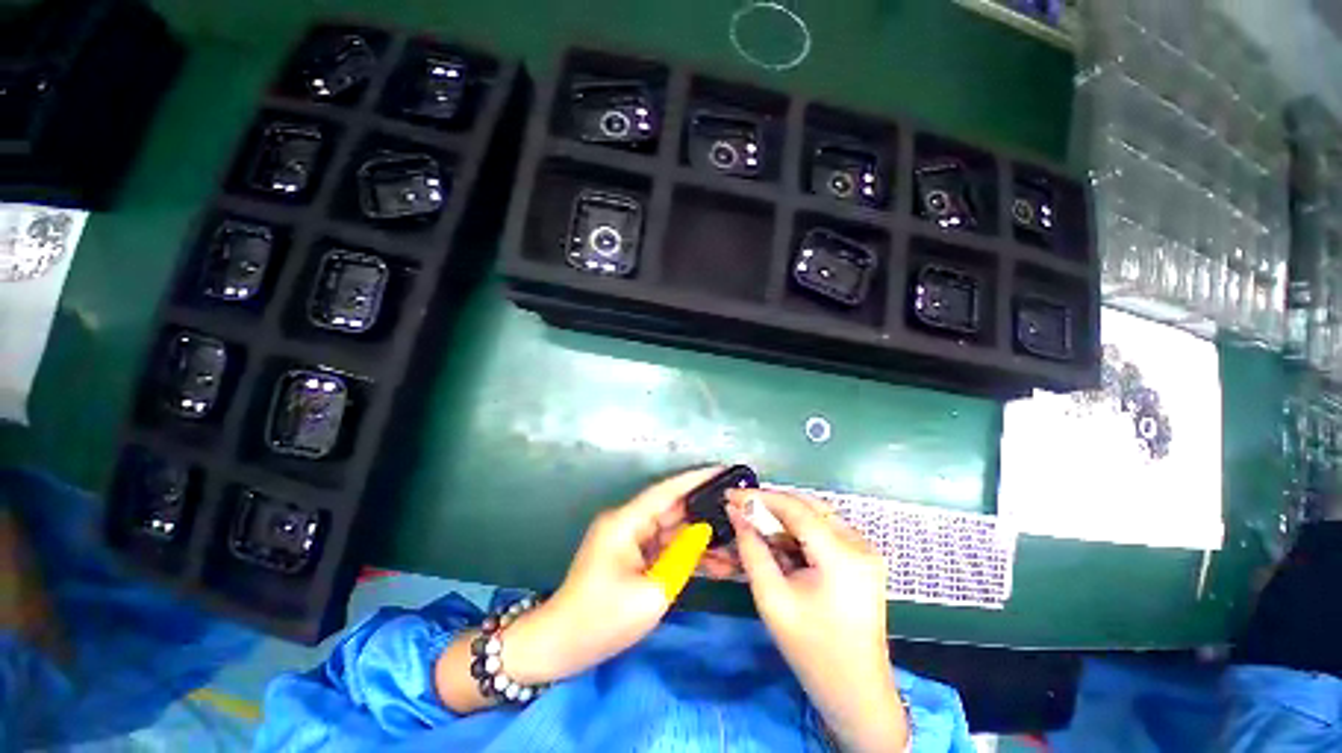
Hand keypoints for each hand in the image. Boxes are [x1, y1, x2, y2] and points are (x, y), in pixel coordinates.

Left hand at [438, 467, 729, 710]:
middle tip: (737, 505)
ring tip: (735, 536)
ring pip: (671, 530)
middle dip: (704, 508)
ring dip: (699, 536)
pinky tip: (715, 560)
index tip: (722, 470)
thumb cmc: (602, 620)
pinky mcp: (631, 556)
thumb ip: (681, 558)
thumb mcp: (651, 593)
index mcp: (626, 522)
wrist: (560, 647)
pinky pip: (664, 548)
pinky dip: (686, 553)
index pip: (666, 491)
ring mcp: (629, 540)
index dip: (695, 478)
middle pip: (671, 509)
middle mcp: (627, 523)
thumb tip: (702, 532)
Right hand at [727, 488, 907, 752]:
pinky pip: (823, 528)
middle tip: (740, 508)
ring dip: (783, 516)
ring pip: (815, 514)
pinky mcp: (862, 556)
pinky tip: (778, 541)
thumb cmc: (812, 652)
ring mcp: (865, 549)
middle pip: (807, 505)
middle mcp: (859, 544)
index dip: (759, 497)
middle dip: (770, 504)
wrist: (857, 694)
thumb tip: (735, 513)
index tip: (730, 495)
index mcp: (841, 556)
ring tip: (754, 524)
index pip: (795, 509)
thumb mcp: (772, 599)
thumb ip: (751, 550)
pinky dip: (797, 530)